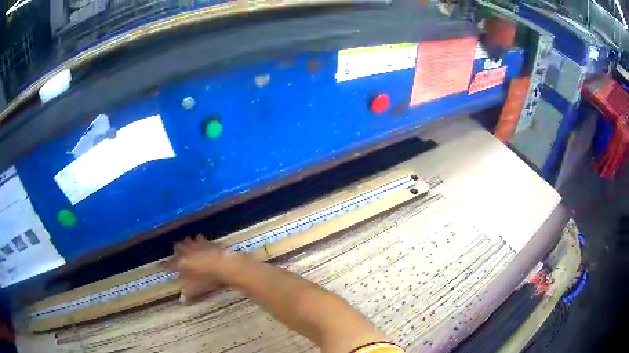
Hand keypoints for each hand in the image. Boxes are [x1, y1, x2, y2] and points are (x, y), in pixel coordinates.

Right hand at [166, 235, 235, 302]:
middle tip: (177, 254)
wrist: (223, 265)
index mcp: (181, 263)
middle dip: (176, 250)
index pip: (169, 264)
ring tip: (188, 245)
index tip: (160, 265)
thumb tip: (181, 300)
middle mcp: (186, 251)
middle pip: (177, 247)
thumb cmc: (207, 279)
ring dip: (187, 243)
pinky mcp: (208, 242)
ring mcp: (197, 245)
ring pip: (188, 240)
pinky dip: (200, 240)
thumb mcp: (196, 289)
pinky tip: (202, 241)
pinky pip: (201, 239)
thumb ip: (188, 293)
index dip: (164, 265)